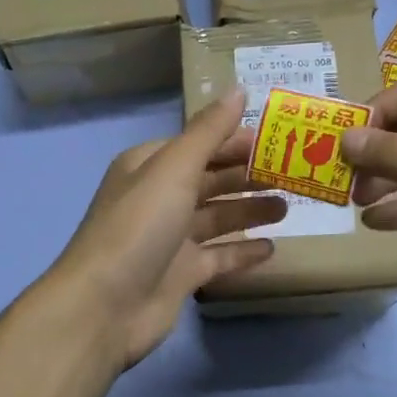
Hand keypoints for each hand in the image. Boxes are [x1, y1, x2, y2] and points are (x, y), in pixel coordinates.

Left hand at [42, 90, 284, 371]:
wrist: (104, 307)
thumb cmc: (139, 227)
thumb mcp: (174, 169)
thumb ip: (209, 132)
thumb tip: (238, 89)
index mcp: (149, 166)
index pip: (198, 144)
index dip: (234, 140)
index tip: (277, 140)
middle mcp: (158, 198)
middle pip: (210, 179)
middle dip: (247, 175)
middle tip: (292, 172)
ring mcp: (170, 239)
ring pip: (217, 217)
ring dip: (249, 209)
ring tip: (288, 206)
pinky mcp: (181, 274)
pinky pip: (218, 256)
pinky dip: (243, 251)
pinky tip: (272, 248)